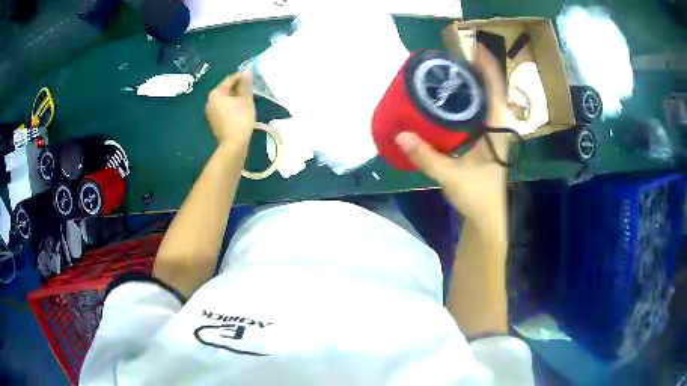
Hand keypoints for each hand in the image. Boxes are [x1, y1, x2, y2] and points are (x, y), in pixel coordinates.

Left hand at [205, 71, 255, 143]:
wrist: (234, 143)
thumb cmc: (240, 118)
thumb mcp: (246, 99)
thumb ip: (246, 84)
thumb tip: (247, 72)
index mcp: (216, 93)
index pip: (230, 79)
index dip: (242, 77)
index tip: (252, 78)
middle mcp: (209, 101)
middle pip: (225, 89)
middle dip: (237, 88)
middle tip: (250, 90)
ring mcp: (210, 112)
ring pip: (224, 99)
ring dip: (234, 98)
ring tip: (247, 100)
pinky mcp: (214, 121)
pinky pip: (223, 108)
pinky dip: (231, 106)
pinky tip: (240, 110)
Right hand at [395, 44, 510, 224]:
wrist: (488, 217)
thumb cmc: (478, 197)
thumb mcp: (451, 176)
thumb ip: (426, 157)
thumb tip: (400, 134)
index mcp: (497, 128)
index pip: (496, 89)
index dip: (487, 66)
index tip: (473, 47)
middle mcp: (498, 125)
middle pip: (491, 89)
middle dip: (476, 70)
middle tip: (452, 57)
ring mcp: (493, 133)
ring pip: (485, 100)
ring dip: (472, 83)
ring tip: (450, 71)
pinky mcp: (485, 140)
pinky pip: (478, 112)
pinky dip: (467, 100)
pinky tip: (450, 99)